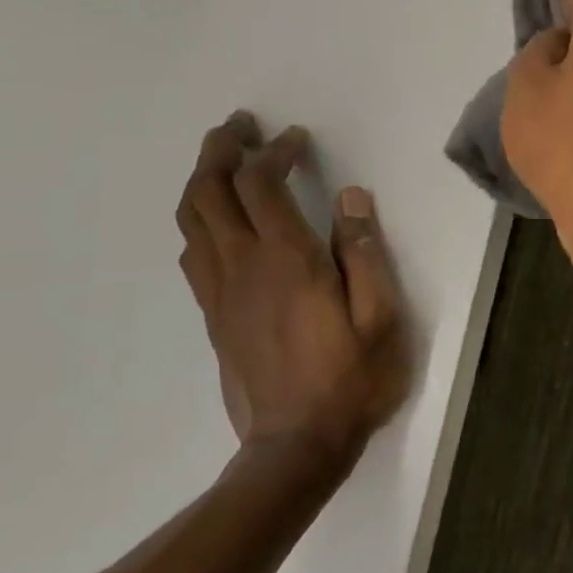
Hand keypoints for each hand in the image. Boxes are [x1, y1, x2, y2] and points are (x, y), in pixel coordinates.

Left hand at [176, 113, 407, 473]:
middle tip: (239, 126)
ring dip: (201, 180)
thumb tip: (352, 198)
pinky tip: (217, 220)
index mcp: (287, 261)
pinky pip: (193, 254)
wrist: (296, 446)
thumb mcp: (381, 317)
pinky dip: (199, 220)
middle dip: (220, 150)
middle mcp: (243, 267)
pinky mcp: (213, 317)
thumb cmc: (351, 379)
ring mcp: (221, 293)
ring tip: (222, 159)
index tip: (295, 138)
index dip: (274, 151)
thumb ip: (365, 253)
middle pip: (209, 192)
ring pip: (191, 220)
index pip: (262, 185)